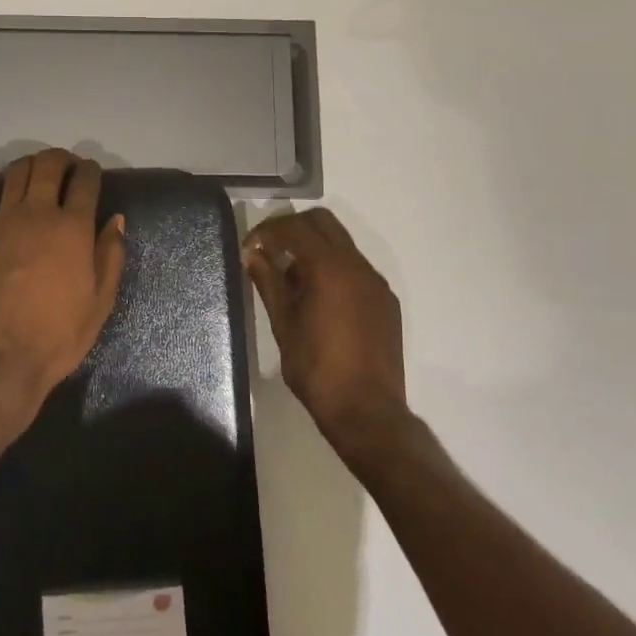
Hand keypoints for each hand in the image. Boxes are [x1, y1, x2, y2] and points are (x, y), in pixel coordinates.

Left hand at [0, 149, 126, 424]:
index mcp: (73, 228)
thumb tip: (116, 220)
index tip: (93, 172)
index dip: (92, 170)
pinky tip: (7, 183)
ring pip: (18, 172)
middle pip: (49, 165)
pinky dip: (1, 180)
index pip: (85, 181)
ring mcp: (3, 221)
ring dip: (33, 163)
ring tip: (40, 172)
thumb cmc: (58, 335)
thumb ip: (110, 255)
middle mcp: (38, 213)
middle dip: (63, 158)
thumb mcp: (100, 302)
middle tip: (69, 167)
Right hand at [244, 209, 411, 464]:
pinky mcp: (385, 301)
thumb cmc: (317, 368)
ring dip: (313, 249)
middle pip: (322, 223)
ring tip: (290, 280)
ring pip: (341, 244)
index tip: (249, 248)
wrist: (367, 411)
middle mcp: (358, 266)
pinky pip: (355, 268)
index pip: (295, 228)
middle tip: (268, 251)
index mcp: (330, 267)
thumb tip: (252, 254)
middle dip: (292, 229)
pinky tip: (317, 299)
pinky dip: (332, 268)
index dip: (267, 231)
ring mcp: (376, 283)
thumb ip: (268, 281)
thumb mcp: (283, 324)